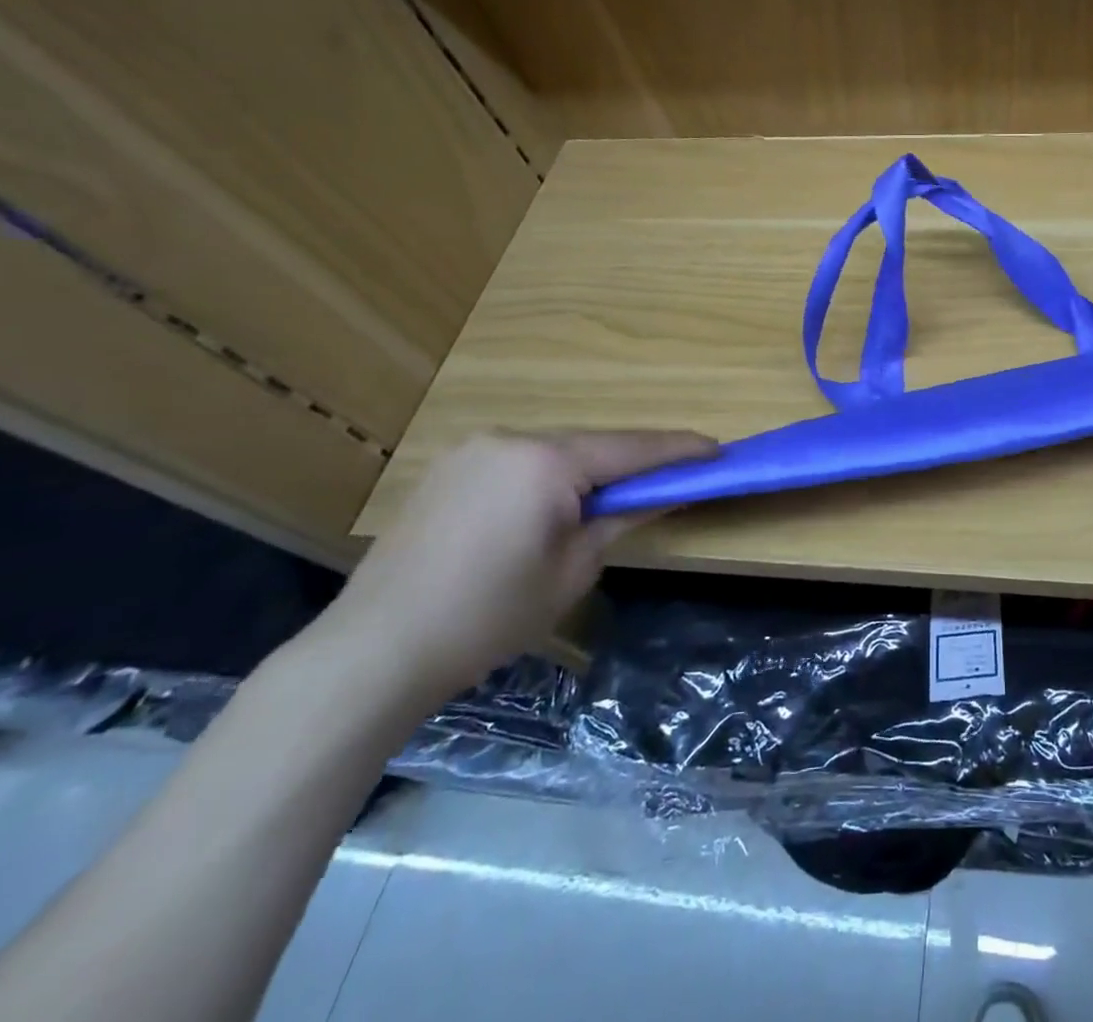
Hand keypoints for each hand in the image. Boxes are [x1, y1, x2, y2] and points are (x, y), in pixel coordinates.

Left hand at [319, 430, 715, 701]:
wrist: (373, 652)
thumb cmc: (489, 615)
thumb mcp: (574, 569)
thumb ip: (623, 517)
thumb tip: (666, 491)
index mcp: (545, 460)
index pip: (631, 448)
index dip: (680, 450)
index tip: (719, 449)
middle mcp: (510, 439)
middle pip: (593, 445)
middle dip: (634, 463)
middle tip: (673, 480)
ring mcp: (473, 450)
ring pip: (555, 451)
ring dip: (590, 470)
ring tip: (615, 499)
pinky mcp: (449, 469)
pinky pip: (521, 462)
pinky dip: (551, 477)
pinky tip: (557, 505)